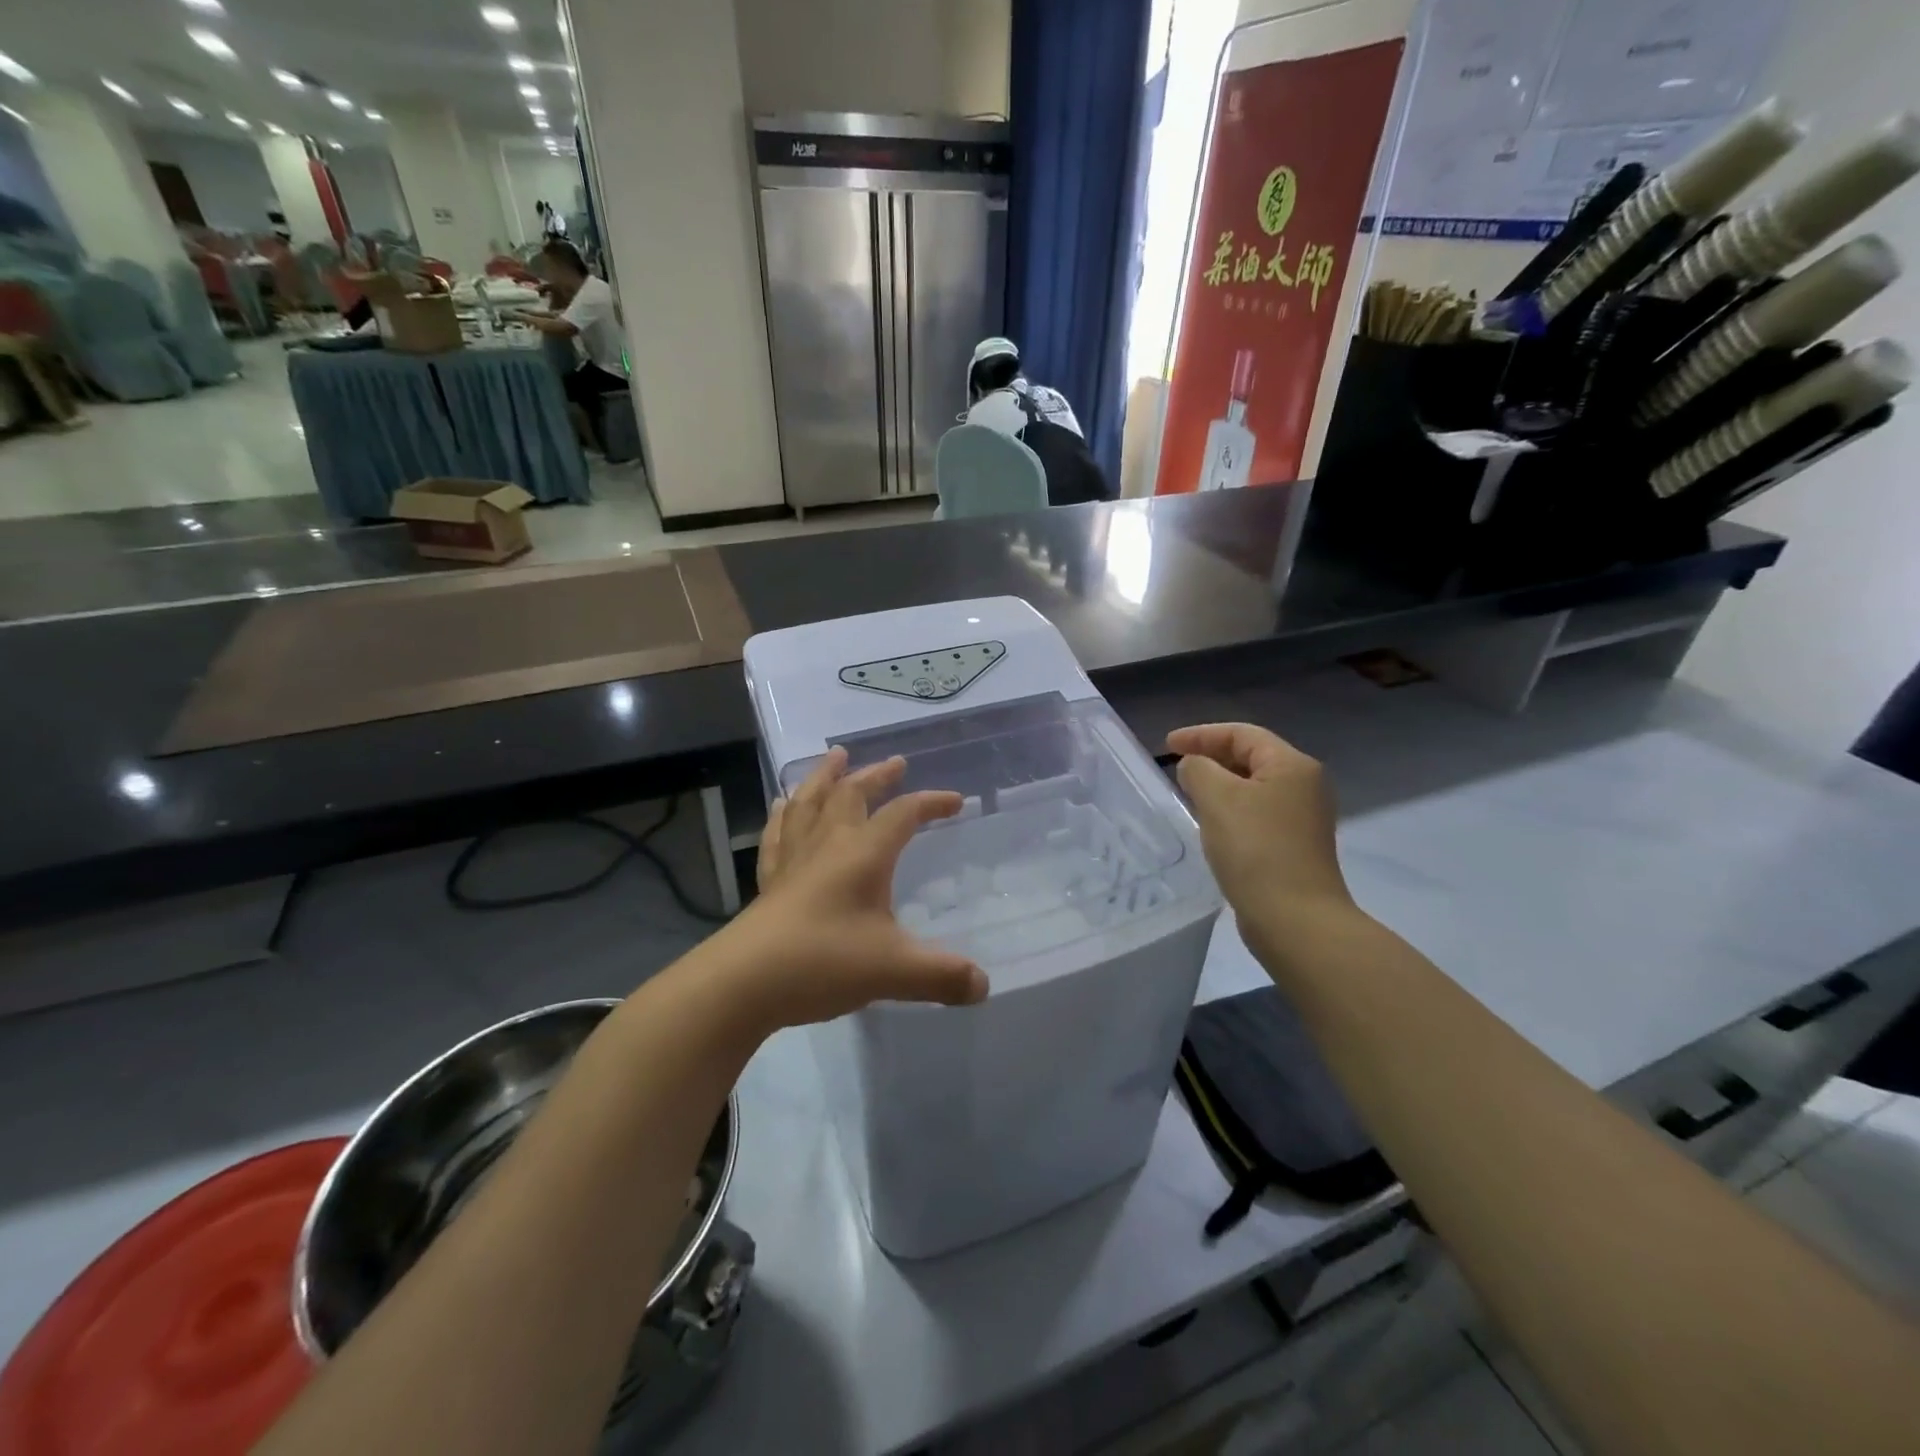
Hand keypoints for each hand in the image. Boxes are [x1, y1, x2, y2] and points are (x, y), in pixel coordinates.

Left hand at [722, 749, 987, 1030]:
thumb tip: (984, 986)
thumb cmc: (824, 962)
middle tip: (896, 762)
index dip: (931, 803)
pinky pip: (777, 835)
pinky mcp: (769, 882)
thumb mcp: (894, 971)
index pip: (903, 814)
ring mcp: (794, 860)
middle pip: (852, 795)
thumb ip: (943, 975)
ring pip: (810, 803)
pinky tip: (781, 805)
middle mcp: (828, 846)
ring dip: (826, 777)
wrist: (744, 982)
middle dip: (877, 776)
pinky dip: (783, 815)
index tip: (955, 801)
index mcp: (862, 854)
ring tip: (835, 757)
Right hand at [1167, 724, 1352, 924]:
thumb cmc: (1255, 850)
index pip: (1242, 734)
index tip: (1167, 745)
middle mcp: (1304, 785)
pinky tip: (1210, 825)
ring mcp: (1303, 818)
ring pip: (1253, 787)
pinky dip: (1230, 810)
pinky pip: (1256, 813)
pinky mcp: (1294, 845)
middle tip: (1175, 766)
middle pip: (1251, 757)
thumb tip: (1193, 767)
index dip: (1201, 734)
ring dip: (1219, 785)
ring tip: (1187, 793)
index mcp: (1292, 766)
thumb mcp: (1217, 799)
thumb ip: (1198, 770)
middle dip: (1211, 757)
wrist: (1294, 919)